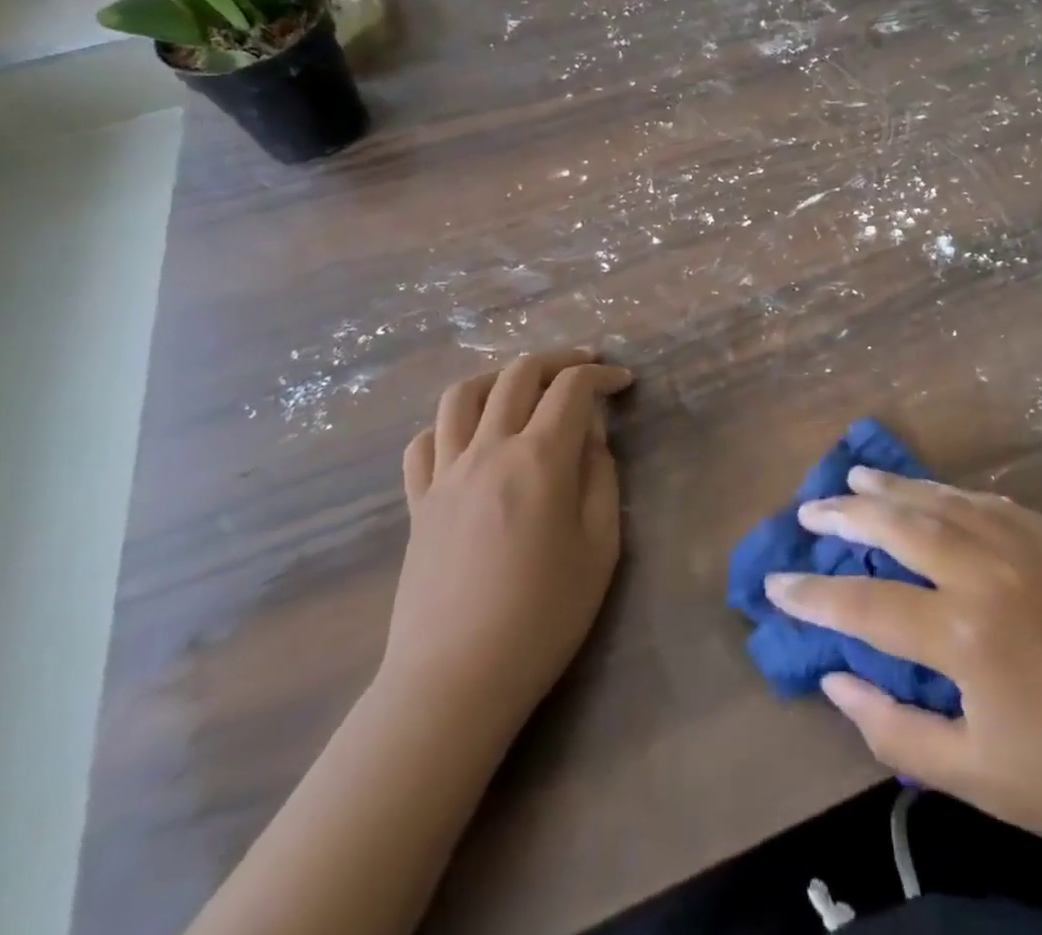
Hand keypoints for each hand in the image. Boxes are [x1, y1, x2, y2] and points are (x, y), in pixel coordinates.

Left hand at [378, 348, 633, 736]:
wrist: (456, 679)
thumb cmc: (543, 617)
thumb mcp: (600, 548)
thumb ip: (602, 480)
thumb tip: (591, 440)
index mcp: (539, 459)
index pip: (572, 388)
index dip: (602, 375)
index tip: (623, 382)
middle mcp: (488, 450)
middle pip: (518, 375)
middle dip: (558, 361)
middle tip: (583, 368)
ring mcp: (445, 474)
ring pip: (463, 395)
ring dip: (499, 377)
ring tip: (523, 387)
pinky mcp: (418, 502)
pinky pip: (424, 441)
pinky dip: (449, 423)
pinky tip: (469, 437)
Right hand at [765, 468, 1041, 884]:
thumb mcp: (976, 780)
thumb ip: (894, 729)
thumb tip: (835, 678)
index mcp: (965, 636)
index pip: (864, 603)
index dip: (812, 594)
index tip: (775, 583)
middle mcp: (990, 572)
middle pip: (899, 526)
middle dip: (844, 516)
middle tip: (809, 509)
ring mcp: (1032, 547)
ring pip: (944, 500)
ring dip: (894, 488)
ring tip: (855, 478)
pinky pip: (994, 503)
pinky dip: (951, 493)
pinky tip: (934, 492)